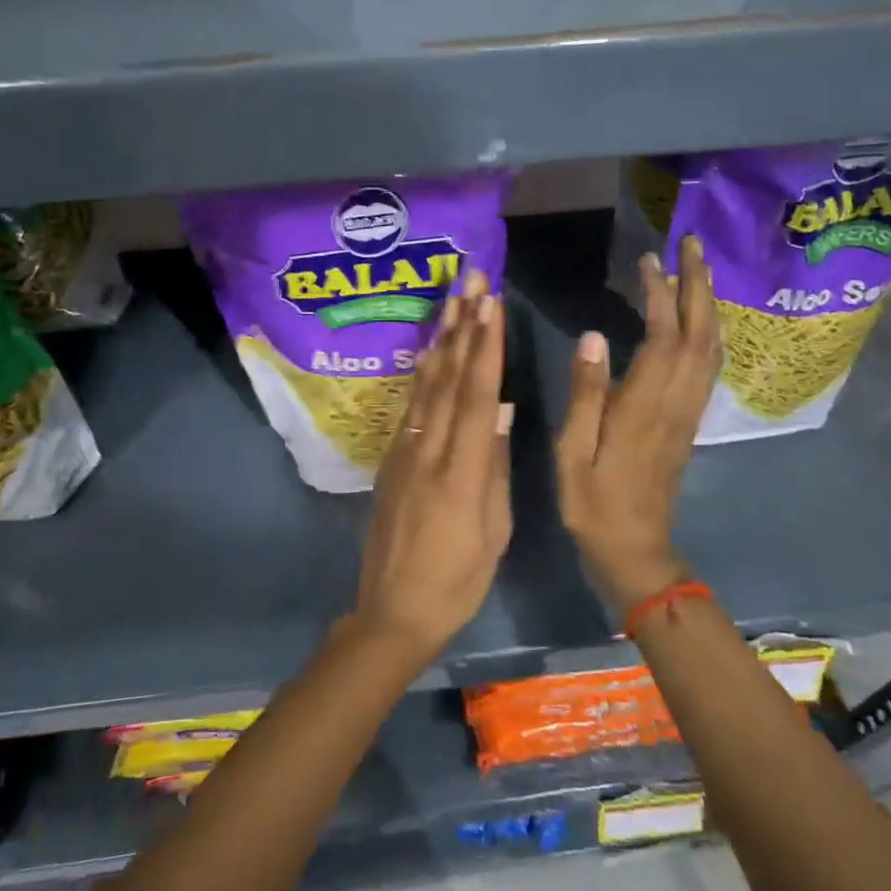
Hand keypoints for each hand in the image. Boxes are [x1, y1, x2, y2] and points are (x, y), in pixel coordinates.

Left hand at [352, 270, 512, 662]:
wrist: (392, 610)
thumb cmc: (455, 581)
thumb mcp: (491, 531)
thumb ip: (492, 466)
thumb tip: (499, 409)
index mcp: (459, 471)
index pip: (474, 395)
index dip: (484, 347)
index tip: (491, 305)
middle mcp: (427, 450)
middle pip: (447, 378)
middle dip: (462, 326)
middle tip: (470, 280)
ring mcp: (404, 452)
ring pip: (424, 385)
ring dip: (441, 339)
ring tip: (451, 300)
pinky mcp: (392, 460)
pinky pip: (411, 406)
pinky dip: (423, 373)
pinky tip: (430, 352)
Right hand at [555, 236, 720, 608]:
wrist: (634, 548)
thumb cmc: (594, 501)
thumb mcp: (574, 450)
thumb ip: (585, 393)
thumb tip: (593, 336)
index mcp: (645, 406)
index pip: (663, 337)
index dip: (660, 295)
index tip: (648, 261)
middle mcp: (676, 402)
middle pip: (700, 334)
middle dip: (698, 285)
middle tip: (690, 245)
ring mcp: (688, 412)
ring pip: (710, 348)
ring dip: (707, 304)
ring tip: (697, 269)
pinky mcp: (688, 421)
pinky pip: (707, 366)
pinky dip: (707, 332)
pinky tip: (697, 319)